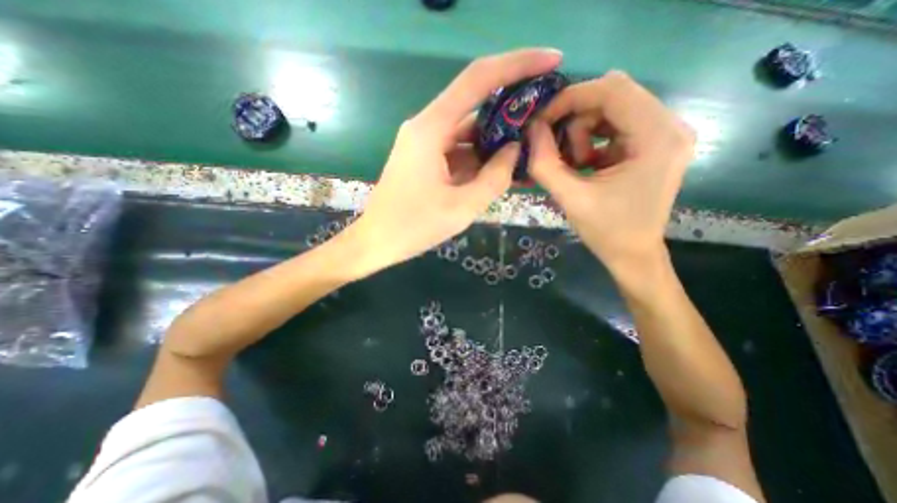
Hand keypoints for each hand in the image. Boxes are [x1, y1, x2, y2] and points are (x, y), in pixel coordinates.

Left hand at [351, 47, 558, 271]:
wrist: (377, 241)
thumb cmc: (414, 227)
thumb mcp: (462, 207)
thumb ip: (495, 177)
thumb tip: (514, 150)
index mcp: (431, 129)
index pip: (478, 79)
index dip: (518, 64)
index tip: (551, 61)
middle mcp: (426, 126)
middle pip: (474, 105)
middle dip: (510, 111)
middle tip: (542, 122)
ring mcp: (424, 143)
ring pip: (467, 132)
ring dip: (494, 141)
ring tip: (525, 152)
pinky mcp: (425, 158)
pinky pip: (457, 149)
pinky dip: (478, 157)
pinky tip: (497, 170)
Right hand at [528, 68, 695, 272]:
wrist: (632, 254)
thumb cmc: (606, 231)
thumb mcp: (570, 197)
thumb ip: (545, 163)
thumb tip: (531, 128)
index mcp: (657, 137)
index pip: (612, 90)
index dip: (570, 98)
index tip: (542, 120)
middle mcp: (670, 126)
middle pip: (613, 95)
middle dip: (575, 117)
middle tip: (557, 147)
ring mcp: (665, 134)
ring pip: (612, 109)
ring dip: (583, 132)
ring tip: (575, 164)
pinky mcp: (654, 144)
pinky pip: (616, 125)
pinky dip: (593, 140)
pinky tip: (586, 165)